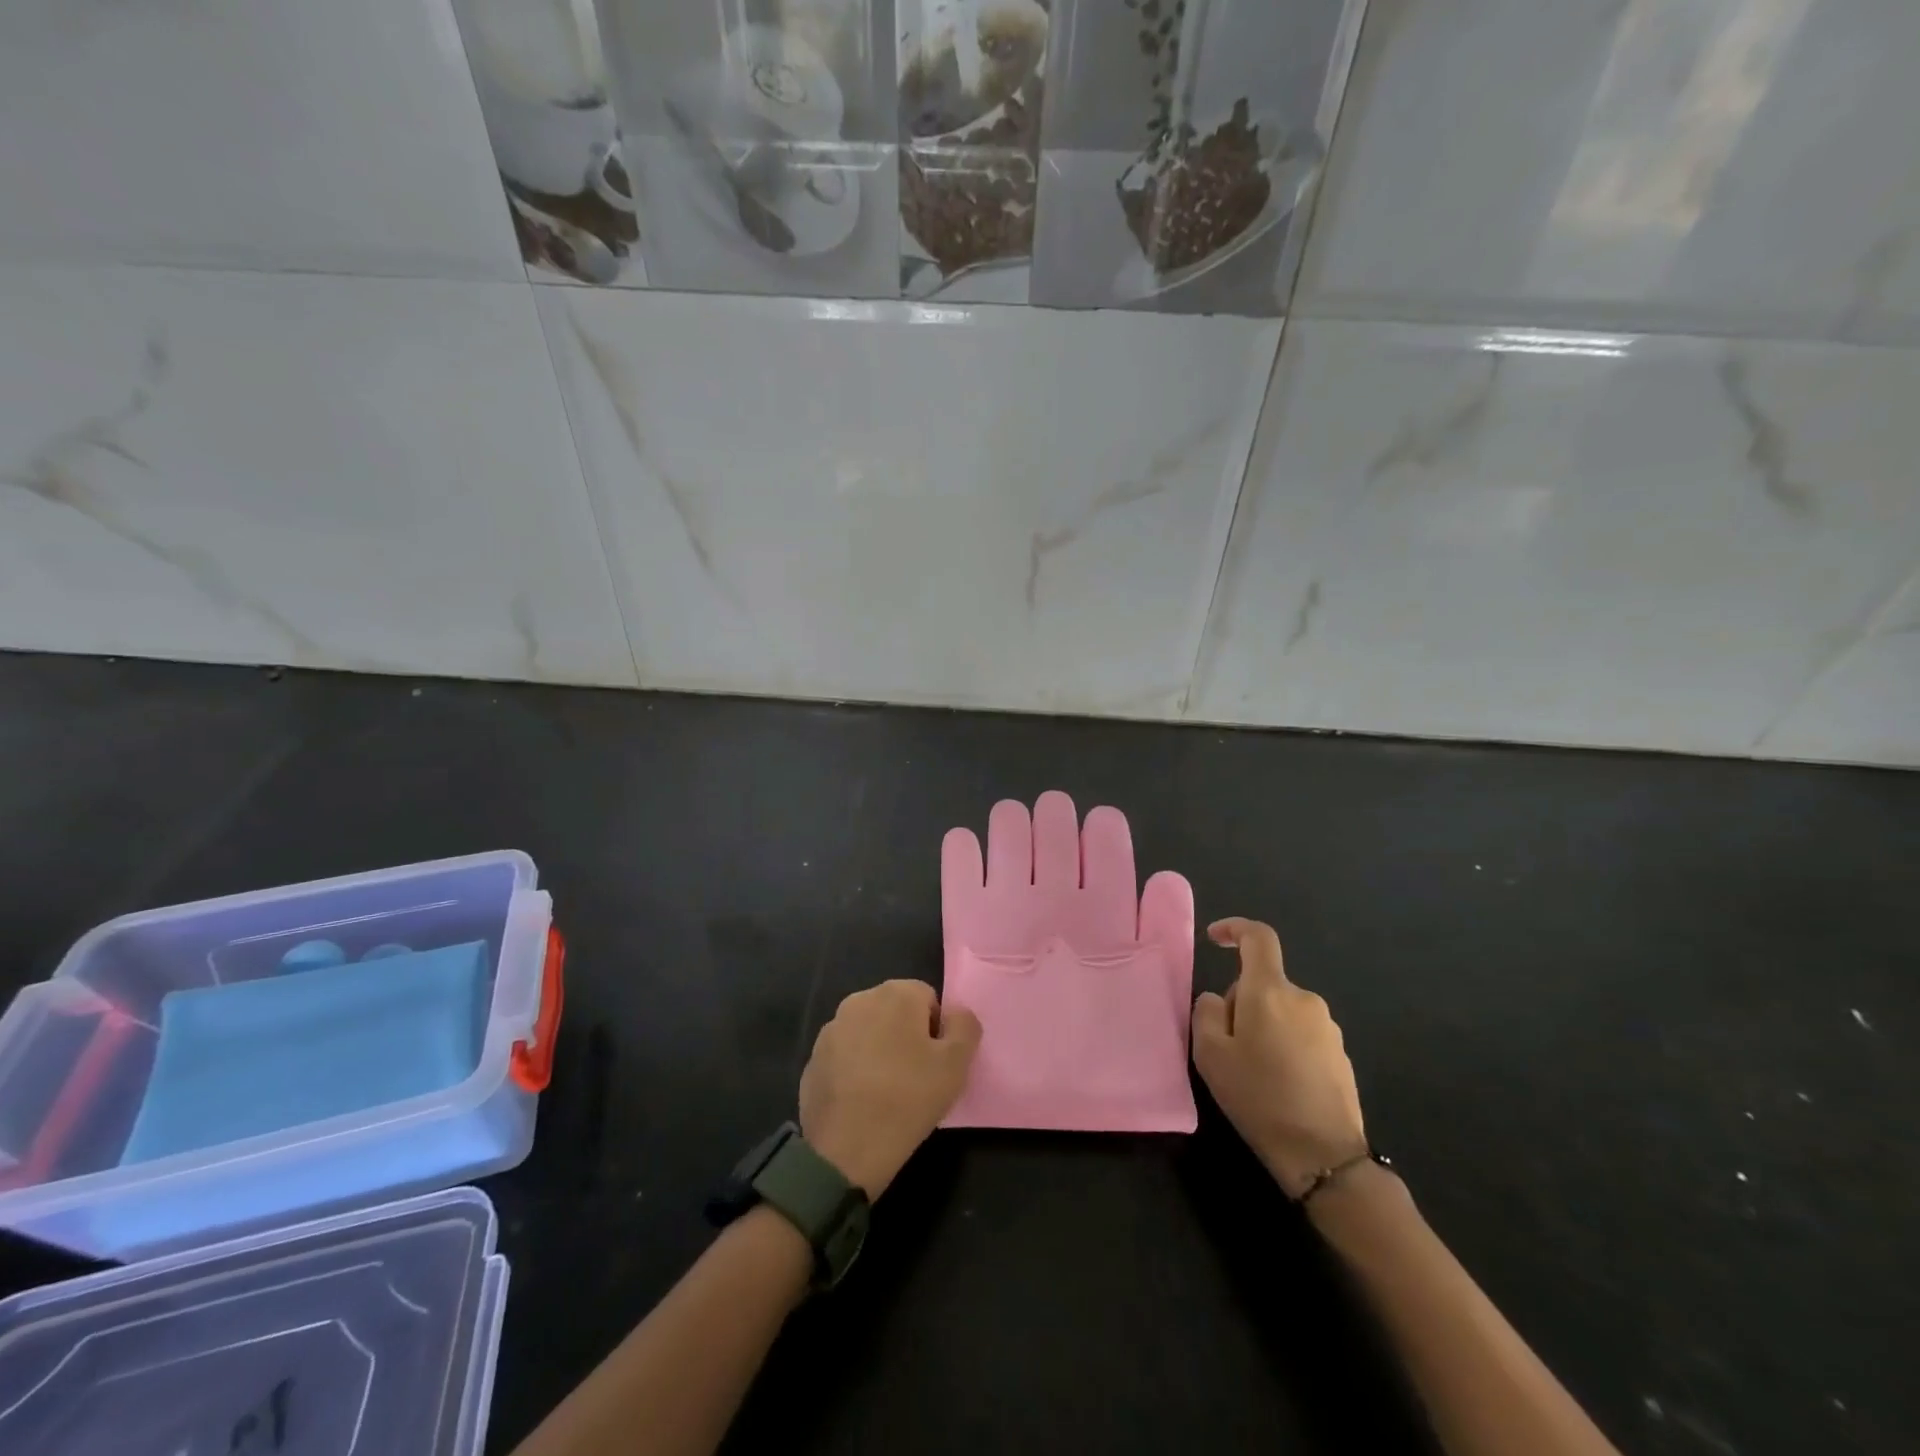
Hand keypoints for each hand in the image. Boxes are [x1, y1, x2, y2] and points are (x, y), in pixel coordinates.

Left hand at [799, 980, 981, 1197]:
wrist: (843, 1151)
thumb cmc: (907, 1100)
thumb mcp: (956, 1065)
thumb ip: (965, 1027)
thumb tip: (955, 1013)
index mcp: (896, 993)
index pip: (928, 999)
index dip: (937, 1032)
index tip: (934, 1065)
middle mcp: (860, 999)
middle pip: (897, 1012)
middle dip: (908, 1037)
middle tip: (915, 1079)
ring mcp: (832, 1029)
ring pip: (870, 1032)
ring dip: (881, 1051)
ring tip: (887, 1092)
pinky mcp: (813, 1057)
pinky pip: (846, 1055)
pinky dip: (856, 1069)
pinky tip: (861, 1101)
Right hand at [1191, 918, 1368, 1198]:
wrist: (1324, 1155)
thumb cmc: (1259, 1097)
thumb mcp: (1210, 1054)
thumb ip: (1207, 1012)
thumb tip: (1220, 1000)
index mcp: (1270, 991)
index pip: (1258, 937)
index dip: (1234, 929)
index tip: (1214, 939)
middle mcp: (1304, 999)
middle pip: (1264, 984)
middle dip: (1242, 1004)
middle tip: (1227, 1047)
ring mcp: (1328, 1028)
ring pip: (1282, 1011)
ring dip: (1264, 1028)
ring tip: (1253, 1073)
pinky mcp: (1341, 1055)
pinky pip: (1302, 1035)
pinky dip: (1285, 1047)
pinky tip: (1280, 1086)